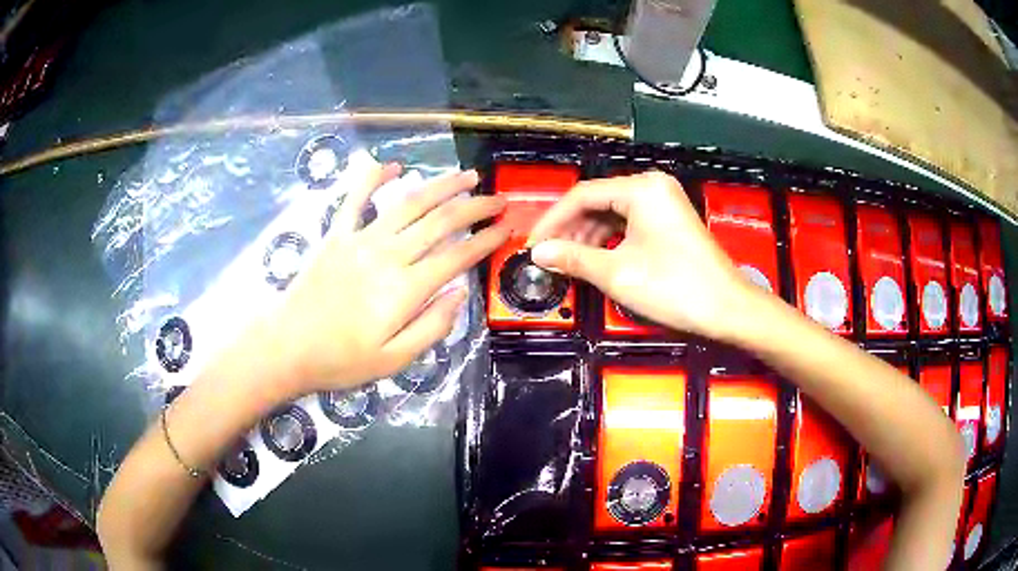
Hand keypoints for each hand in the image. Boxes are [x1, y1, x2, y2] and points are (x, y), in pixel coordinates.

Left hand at [248, 159, 507, 398]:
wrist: (287, 347)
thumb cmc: (341, 360)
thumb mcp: (393, 361)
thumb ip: (432, 327)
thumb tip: (460, 293)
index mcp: (404, 290)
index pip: (457, 256)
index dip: (486, 240)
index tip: (507, 229)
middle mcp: (387, 255)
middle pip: (440, 221)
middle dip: (474, 207)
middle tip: (498, 199)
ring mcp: (359, 239)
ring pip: (408, 203)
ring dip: (441, 186)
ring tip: (466, 177)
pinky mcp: (336, 235)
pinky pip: (356, 198)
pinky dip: (373, 177)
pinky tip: (392, 164)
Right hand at [527, 171, 756, 340]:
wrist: (728, 308)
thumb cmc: (675, 287)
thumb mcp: (617, 273)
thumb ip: (573, 258)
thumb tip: (538, 253)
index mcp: (641, 189)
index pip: (583, 195)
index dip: (552, 221)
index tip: (532, 244)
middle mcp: (653, 187)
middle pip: (598, 202)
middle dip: (570, 230)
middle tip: (548, 256)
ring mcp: (664, 203)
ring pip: (613, 214)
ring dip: (588, 237)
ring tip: (567, 262)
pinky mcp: (670, 221)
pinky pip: (629, 224)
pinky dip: (609, 241)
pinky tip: (595, 260)